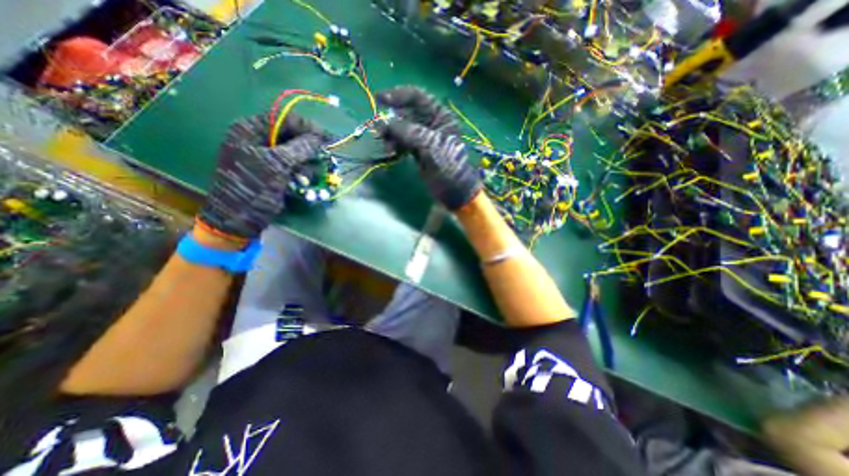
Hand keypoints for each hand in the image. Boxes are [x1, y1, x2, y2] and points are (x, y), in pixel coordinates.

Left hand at [199, 114, 326, 240]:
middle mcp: (259, 139)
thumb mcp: (277, 164)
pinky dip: (302, 173)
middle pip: (292, 136)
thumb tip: (320, 138)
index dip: (307, 127)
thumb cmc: (253, 187)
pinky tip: (302, 182)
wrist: (239, 217)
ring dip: (306, 164)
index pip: (284, 118)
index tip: (327, 138)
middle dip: (308, 149)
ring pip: (297, 153)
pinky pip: (295, 166)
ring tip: (306, 177)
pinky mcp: (275, 172)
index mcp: (251, 129)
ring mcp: (267, 156)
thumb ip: (300, 148)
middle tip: (323, 158)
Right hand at [376, 86, 479, 211]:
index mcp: (440, 115)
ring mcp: (423, 137)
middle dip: (391, 121)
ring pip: (401, 129)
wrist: (453, 190)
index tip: (380, 99)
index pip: (417, 97)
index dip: (398, 95)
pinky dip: (394, 145)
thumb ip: (408, 131)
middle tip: (380, 131)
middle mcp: (431, 123)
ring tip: (387, 147)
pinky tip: (391, 152)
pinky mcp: (417, 150)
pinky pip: (401, 142)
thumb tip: (385, 123)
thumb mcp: (431, 145)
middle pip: (405, 113)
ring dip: (391, 136)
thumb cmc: (449, 165)